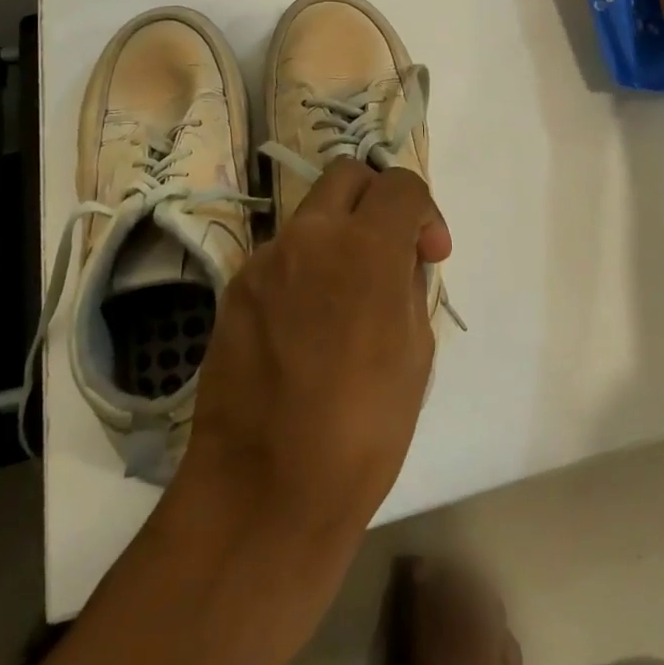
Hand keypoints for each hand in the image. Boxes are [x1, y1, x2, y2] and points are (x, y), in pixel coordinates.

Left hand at [182, 159, 450, 542]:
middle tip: (388, 249)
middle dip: (376, 198)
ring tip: (344, 300)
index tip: (429, 254)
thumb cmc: (362, 432)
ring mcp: (265, 259)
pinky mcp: (234, 287)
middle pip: (347, 175)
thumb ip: (408, 285)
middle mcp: (310, 236)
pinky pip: (280, 257)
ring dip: (337, 236)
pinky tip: (304, 327)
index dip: (424, 211)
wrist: (264, 490)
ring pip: (310, 216)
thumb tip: (398, 259)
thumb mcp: (415, 354)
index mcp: (366, 248)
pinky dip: (303, 269)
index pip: (400, 184)